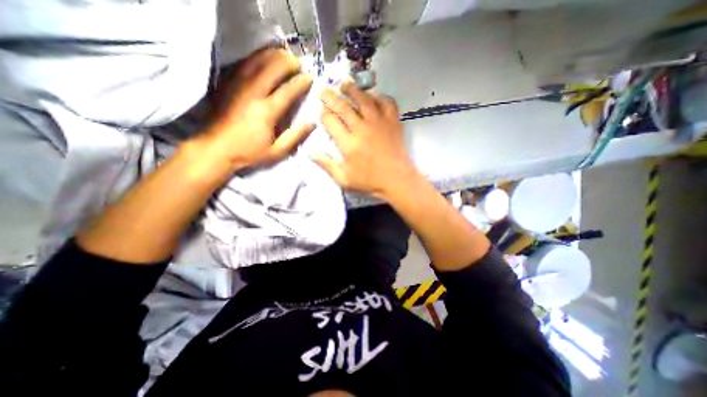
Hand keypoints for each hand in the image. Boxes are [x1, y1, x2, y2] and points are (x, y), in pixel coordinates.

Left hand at [193, 46, 312, 169]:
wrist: (214, 149)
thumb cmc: (249, 153)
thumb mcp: (277, 152)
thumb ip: (295, 136)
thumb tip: (312, 123)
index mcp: (266, 112)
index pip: (287, 91)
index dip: (300, 82)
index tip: (310, 77)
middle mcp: (252, 94)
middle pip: (271, 69)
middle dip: (287, 62)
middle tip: (297, 62)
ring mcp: (237, 86)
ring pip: (256, 62)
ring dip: (271, 55)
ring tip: (282, 54)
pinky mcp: (226, 84)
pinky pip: (242, 65)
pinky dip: (255, 58)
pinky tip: (262, 58)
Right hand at [312, 81, 414, 200]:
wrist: (397, 180)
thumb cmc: (370, 181)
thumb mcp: (344, 180)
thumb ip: (327, 165)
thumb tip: (310, 152)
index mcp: (348, 143)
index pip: (330, 122)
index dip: (324, 114)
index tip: (321, 111)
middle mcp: (361, 128)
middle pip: (343, 107)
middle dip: (331, 97)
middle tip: (324, 91)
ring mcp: (378, 123)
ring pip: (364, 99)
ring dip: (352, 90)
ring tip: (345, 84)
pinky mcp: (393, 122)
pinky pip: (387, 103)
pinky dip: (380, 97)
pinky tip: (374, 96)